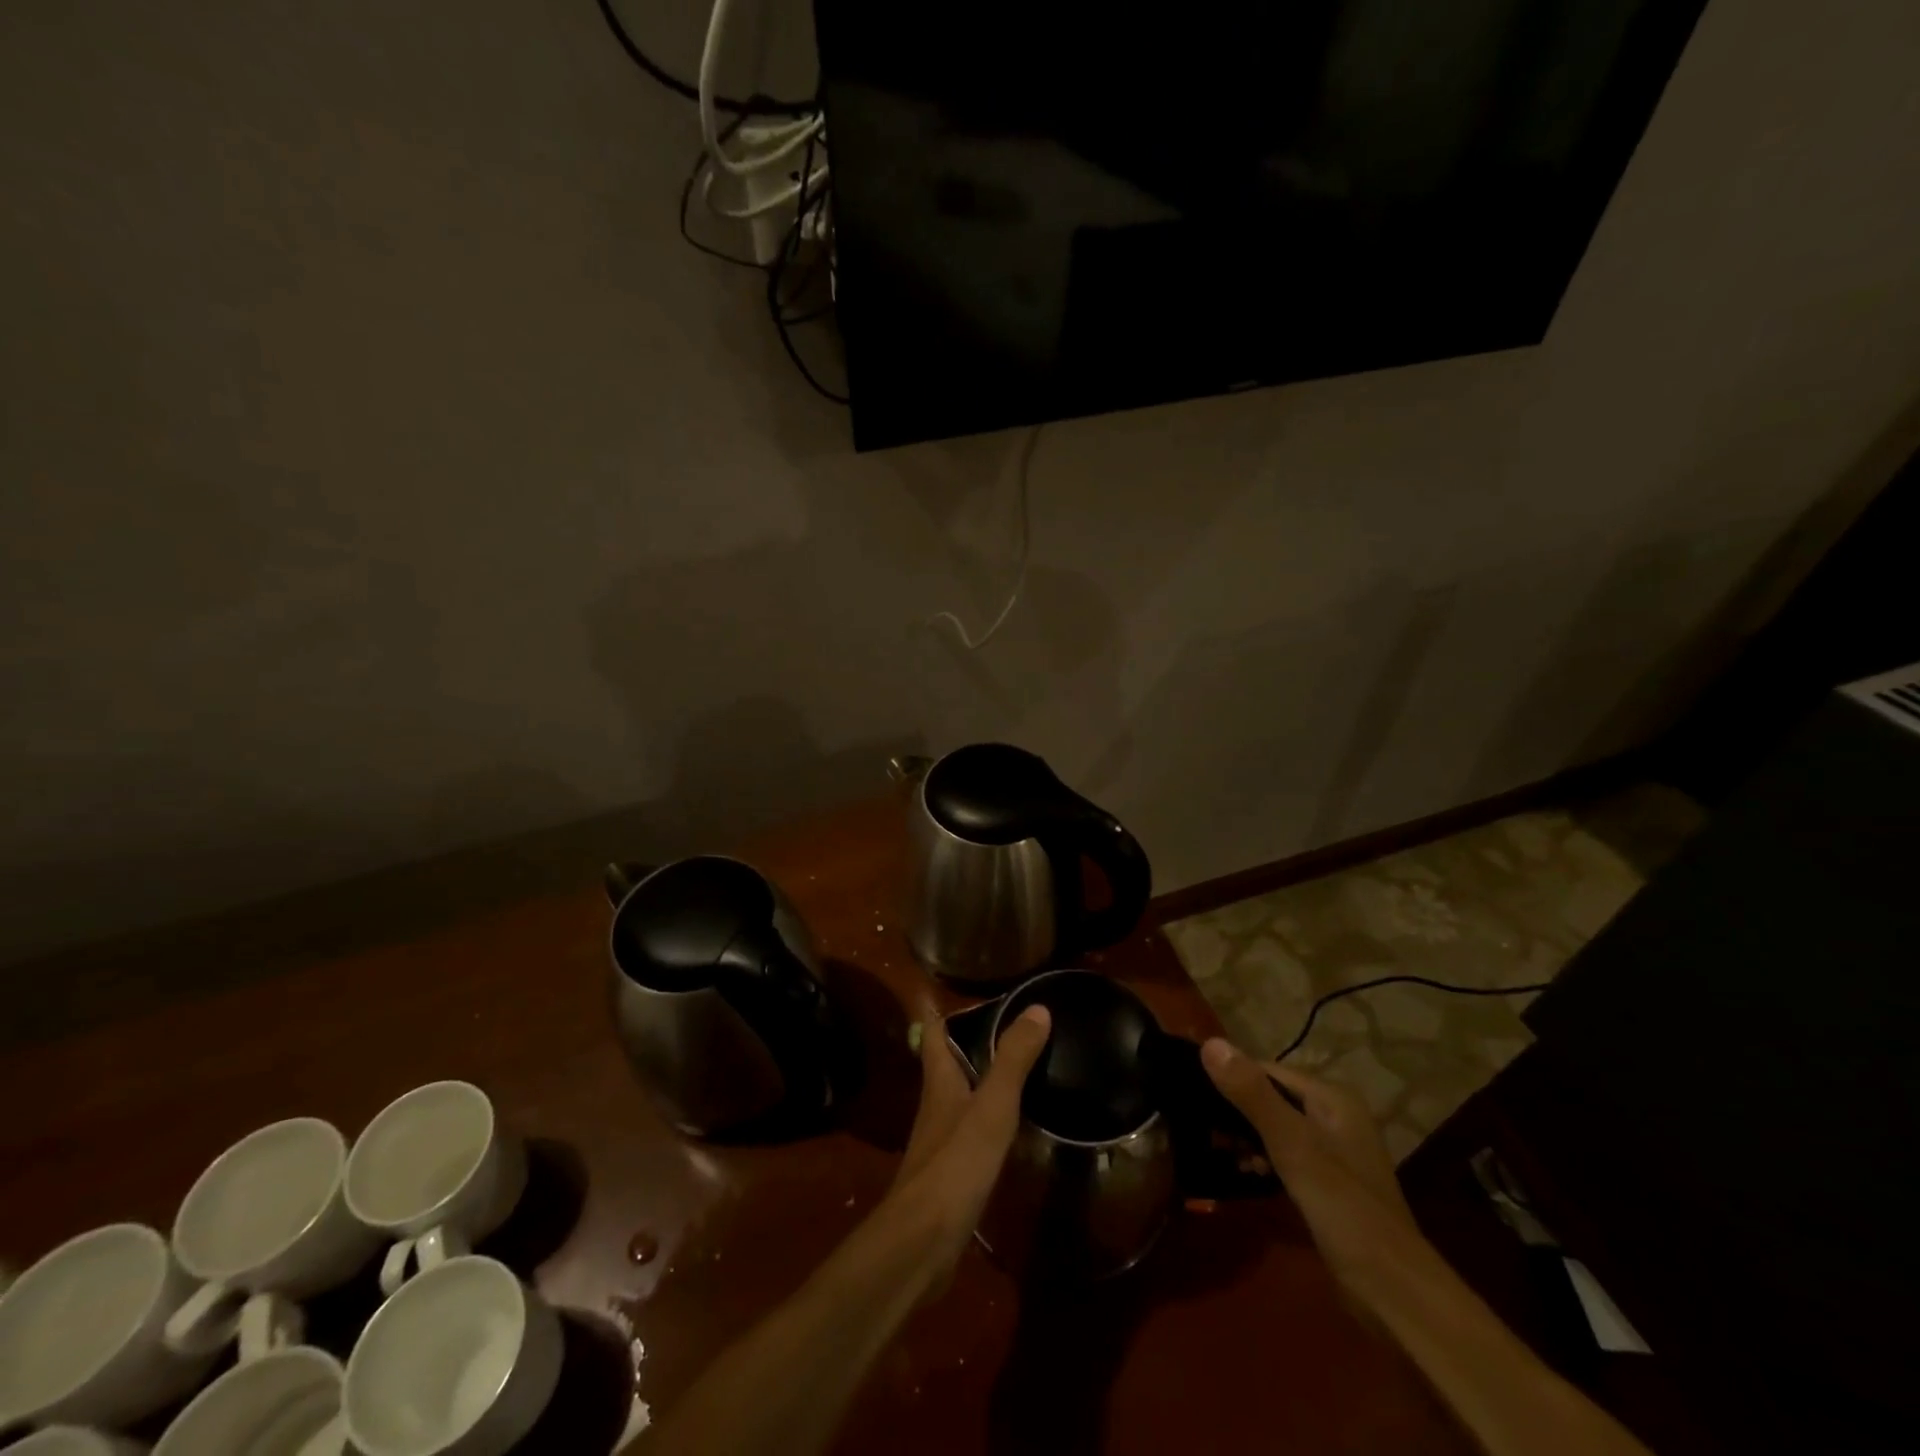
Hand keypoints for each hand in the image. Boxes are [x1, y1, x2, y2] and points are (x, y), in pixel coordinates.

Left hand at [888, 1006, 1051, 1271]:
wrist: (923, 1242)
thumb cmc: (956, 1163)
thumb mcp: (992, 1106)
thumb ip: (1013, 1059)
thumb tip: (1036, 1007)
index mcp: (939, 1080)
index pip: (934, 1033)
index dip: (948, 1013)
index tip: (978, 998)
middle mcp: (936, 1104)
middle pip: (948, 1063)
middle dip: (973, 1045)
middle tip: (1013, 1032)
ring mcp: (940, 1140)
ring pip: (961, 1097)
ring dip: (983, 1082)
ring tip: (1021, 1072)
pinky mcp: (949, 1172)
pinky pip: (970, 1132)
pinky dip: (989, 1120)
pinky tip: (1013, 1128)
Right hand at [1201, 1039, 1430, 1298]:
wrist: (1394, 1293)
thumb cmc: (1343, 1208)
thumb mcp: (1292, 1145)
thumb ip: (1251, 1094)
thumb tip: (1208, 1043)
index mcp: (1333, 1097)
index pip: (1266, 1070)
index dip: (1231, 1080)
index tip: (1195, 1099)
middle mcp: (1335, 1115)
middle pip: (1271, 1097)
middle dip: (1237, 1112)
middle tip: (1205, 1131)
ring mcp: (1334, 1150)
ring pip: (1276, 1126)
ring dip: (1248, 1137)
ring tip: (1222, 1153)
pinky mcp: (1329, 1182)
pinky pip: (1286, 1154)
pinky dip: (1264, 1158)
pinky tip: (1246, 1172)